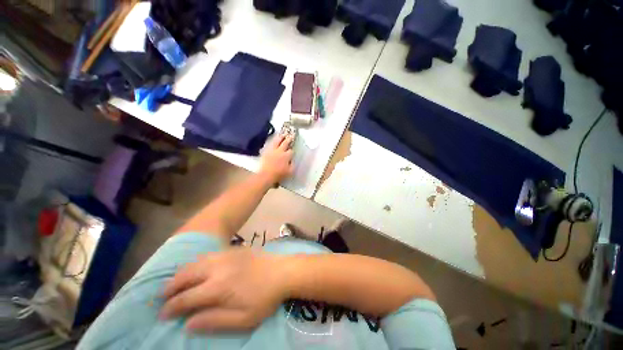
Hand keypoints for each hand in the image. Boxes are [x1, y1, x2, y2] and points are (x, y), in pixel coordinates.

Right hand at [160, 249, 288, 331]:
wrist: (283, 271)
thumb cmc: (265, 298)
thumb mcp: (243, 319)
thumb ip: (214, 321)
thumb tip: (187, 323)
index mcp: (218, 286)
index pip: (186, 298)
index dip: (171, 307)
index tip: (162, 315)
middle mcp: (218, 267)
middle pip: (186, 275)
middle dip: (171, 287)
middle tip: (163, 298)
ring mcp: (226, 255)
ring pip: (196, 262)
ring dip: (182, 273)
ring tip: (175, 283)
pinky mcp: (234, 249)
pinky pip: (208, 255)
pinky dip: (196, 263)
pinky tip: (196, 268)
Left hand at [259, 135, 293, 183]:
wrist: (266, 175)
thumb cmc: (279, 175)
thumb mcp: (290, 172)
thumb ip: (292, 165)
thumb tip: (292, 160)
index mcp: (286, 156)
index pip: (291, 151)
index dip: (292, 149)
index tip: (293, 149)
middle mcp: (280, 151)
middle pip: (285, 143)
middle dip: (288, 139)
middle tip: (290, 135)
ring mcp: (272, 150)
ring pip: (277, 141)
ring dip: (280, 137)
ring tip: (282, 134)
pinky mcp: (266, 151)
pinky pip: (269, 144)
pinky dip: (272, 141)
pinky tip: (273, 141)